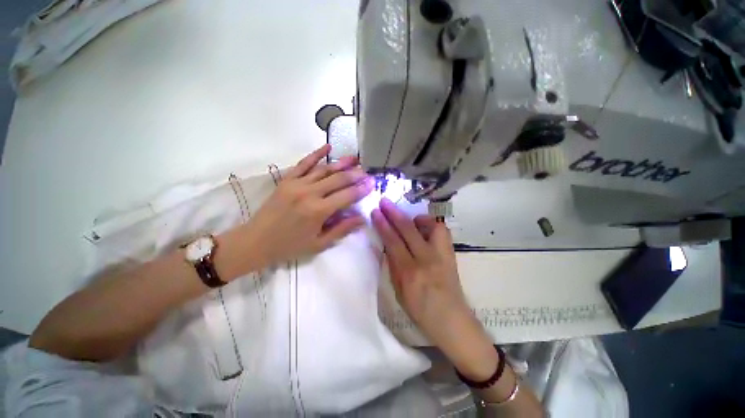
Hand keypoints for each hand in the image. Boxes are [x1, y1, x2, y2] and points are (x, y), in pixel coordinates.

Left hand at [241, 144, 373, 266]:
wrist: (256, 241)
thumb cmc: (290, 246)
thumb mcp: (319, 243)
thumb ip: (342, 229)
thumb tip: (362, 218)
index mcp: (319, 211)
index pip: (347, 196)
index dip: (362, 189)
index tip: (373, 183)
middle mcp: (310, 193)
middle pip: (338, 179)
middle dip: (355, 175)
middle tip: (367, 171)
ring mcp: (297, 183)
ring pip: (324, 169)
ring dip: (342, 163)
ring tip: (355, 158)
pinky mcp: (287, 179)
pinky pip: (304, 163)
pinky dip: (316, 154)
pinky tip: (328, 147)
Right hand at [372, 198, 497, 379]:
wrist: (452, 320)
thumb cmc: (420, 310)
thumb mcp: (398, 291)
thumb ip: (393, 265)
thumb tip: (388, 244)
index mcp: (409, 273)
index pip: (392, 242)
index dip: (383, 225)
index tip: (375, 212)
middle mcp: (426, 260)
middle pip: (407, 230)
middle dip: (394, 213)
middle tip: (384, 201)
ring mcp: (441, 255)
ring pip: (428, 226)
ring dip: (414, 217)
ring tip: (406, 217)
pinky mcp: (450, 253)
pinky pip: (441, 231)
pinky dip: (430, 224)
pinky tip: (423, 227)